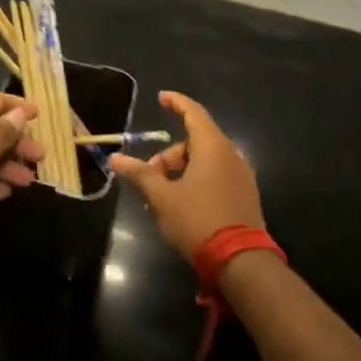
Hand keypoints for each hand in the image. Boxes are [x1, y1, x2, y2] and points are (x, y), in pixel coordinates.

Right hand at [108, 92, 263, 260]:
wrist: (241, 262)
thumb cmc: (198, 220)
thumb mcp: (162, 198)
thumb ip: (140, 174)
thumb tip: (115, 158)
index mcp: (213, 147)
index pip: (193, 113)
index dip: (176, 102)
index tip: (161, 98)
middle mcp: (231, 155)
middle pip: (195, 141)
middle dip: (169, 155)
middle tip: (150, 177)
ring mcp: (242, 176)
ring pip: (205, 160)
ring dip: (182, 171)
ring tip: (163, 196)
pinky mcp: (246, 195)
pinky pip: (217, 175)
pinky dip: (197, 180)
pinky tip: (183, 204)